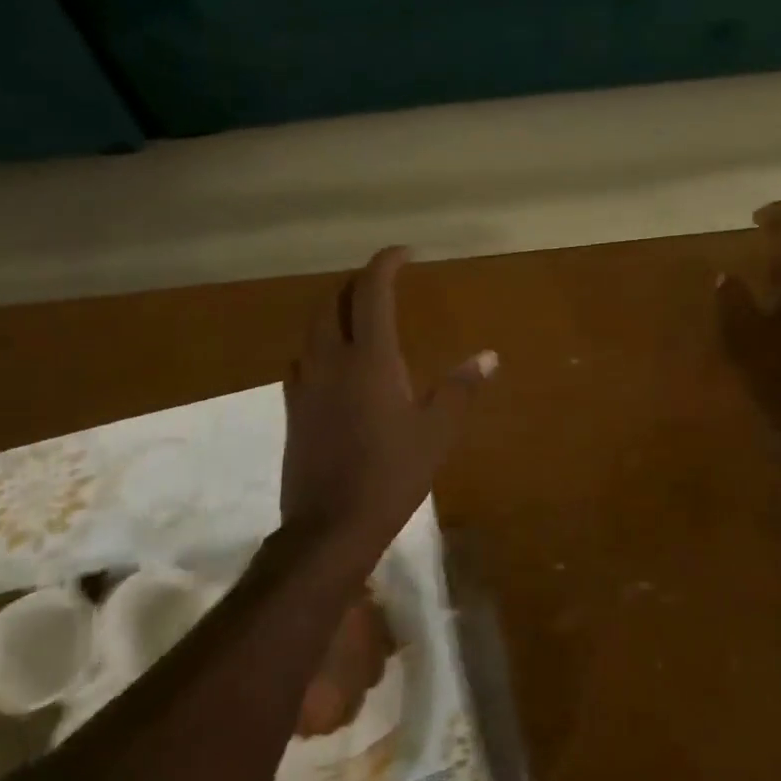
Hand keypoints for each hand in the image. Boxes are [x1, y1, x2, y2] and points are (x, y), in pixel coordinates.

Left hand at [282, 247, 495, 553]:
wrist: (330, 526)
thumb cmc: (391, 475)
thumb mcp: (436, 432)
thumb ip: (460, 389)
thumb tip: (488, 357)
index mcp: (370, 359)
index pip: (372, 292)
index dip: (386, 264)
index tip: (404, 253)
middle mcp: (331, 360)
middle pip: (334, 302)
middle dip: (356, 283)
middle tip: (381, 284)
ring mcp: (306, 384)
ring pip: (312, 329)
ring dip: (334, 310)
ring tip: (358, 316)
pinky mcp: (292, 409)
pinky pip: (301, 360)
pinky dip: (318, 346)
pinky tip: (333, 364)